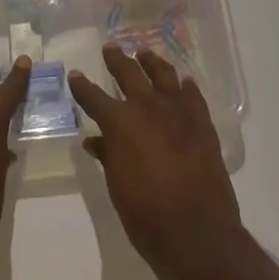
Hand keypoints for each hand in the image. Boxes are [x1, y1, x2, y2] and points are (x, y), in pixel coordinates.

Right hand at [69, 46, 242, 279]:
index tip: (76, 75)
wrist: (195, 231)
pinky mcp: (202, 123)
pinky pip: (193, 96)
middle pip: (129, 74)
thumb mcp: (116, 184)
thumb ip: (106, 155)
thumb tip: (94, 140)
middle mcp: (147, 107)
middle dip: (117, 60)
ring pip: (164, 75)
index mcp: (119, 122)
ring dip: (152, 63)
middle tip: (111, 49)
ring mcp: (178, 112)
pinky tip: (183, 82)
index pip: (93, 96)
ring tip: (146, 54)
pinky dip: (186, 86)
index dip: (82, 86)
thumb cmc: (145, 213)